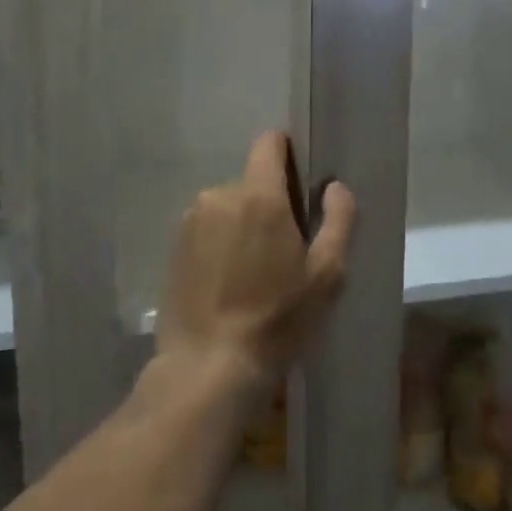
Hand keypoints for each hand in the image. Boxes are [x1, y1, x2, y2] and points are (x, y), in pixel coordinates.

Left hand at [157, 131, 356, 392]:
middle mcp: (219, 196)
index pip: (270, 143)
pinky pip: (207, 230)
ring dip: (244, 226)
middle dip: (271, 203)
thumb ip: (338, 219)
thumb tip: (333, 187)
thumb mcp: (327, 273)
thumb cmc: (277, 319)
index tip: (302, 186)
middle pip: (253, 182)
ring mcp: (190, 222)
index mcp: (258, 195)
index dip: (289, 154)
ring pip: (229, 207)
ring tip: (255, 274)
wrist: (208, 368)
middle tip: (286, 250)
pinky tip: (229, 285)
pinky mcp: (173, 248)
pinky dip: (221, 245)